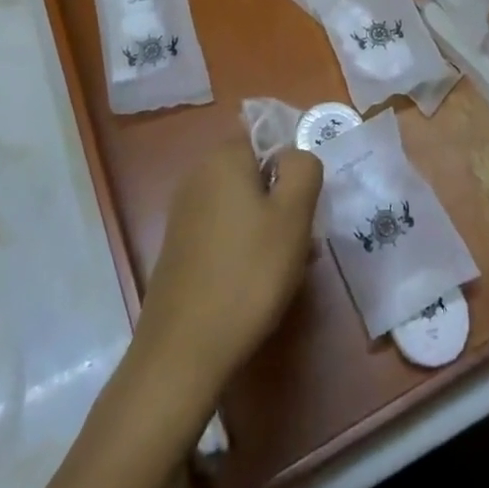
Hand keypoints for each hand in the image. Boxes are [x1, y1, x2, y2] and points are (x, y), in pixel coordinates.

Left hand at [138, 139, 322, 390]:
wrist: (183, 351)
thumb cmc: (248, 274)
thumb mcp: (294, 214)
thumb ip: (303, 169)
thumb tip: (295, 156)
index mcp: (224, 157)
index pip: (269, 137)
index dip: (294, 166)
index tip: (308, 204)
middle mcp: (199, 175)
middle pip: (256, 172)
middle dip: (284, 199)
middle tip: (304, 238)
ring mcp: (185, 212)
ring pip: (242, 203)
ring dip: (268, 226)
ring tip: (287, 267)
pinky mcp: (180, 246)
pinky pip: (224, 229)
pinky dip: (245, 245)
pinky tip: (258, 282)